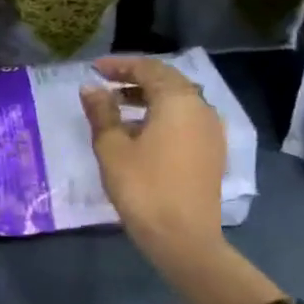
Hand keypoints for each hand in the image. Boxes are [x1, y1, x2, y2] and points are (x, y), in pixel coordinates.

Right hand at [80, 56, 226, 263]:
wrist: (183, 238)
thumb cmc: (143, 187)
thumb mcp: (112, 147)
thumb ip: (102, 112)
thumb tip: (91, 88)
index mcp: (178, 101)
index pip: (149, 69)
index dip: (120, 65)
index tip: (94, 69)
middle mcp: (201, 108)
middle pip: (168, 81)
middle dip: (135, 79)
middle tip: (106, 84)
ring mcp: (211, 131)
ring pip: (179, 101)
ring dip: (149, 98)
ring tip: (119, 108)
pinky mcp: (212, 152)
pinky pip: (186, 120)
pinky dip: (162, 116)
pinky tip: (141, 133)